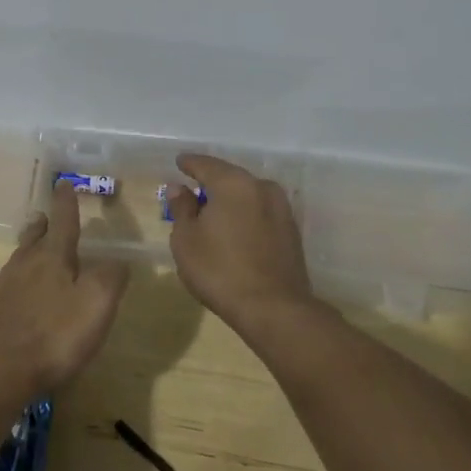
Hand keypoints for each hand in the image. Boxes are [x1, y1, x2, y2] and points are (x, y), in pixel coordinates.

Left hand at [0, 181, 128, 393]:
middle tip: (47, 214)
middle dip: (45, 224)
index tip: (64, 184)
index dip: (67, 203)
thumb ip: (112, 278)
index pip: (65, 222)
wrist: (0, 371)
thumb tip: (118, 261)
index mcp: (56, 259)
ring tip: (30, 232)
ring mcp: (3, 285)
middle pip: (37, 237)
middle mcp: (27, 264)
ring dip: (25, 242)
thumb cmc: (56, 337)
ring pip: (16, 255)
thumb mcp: (98, 305)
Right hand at [167, 154, 316, 338]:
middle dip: (210, 183)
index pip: (206, 164)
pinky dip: (245, 215)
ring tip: (212, 214)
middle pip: (229, 177)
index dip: (189, 163)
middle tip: (192, 192)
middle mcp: (261, 187)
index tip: (179, 162)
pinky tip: (234, 229)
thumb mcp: (186, 239)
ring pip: (247, 195)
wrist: (274, 309)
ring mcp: (281, 208)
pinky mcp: (291, 230)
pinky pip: (260, 212)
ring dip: (230, 200)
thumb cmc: (220, 270)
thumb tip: (179, 188)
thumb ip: (182, 208)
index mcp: (233, 183)